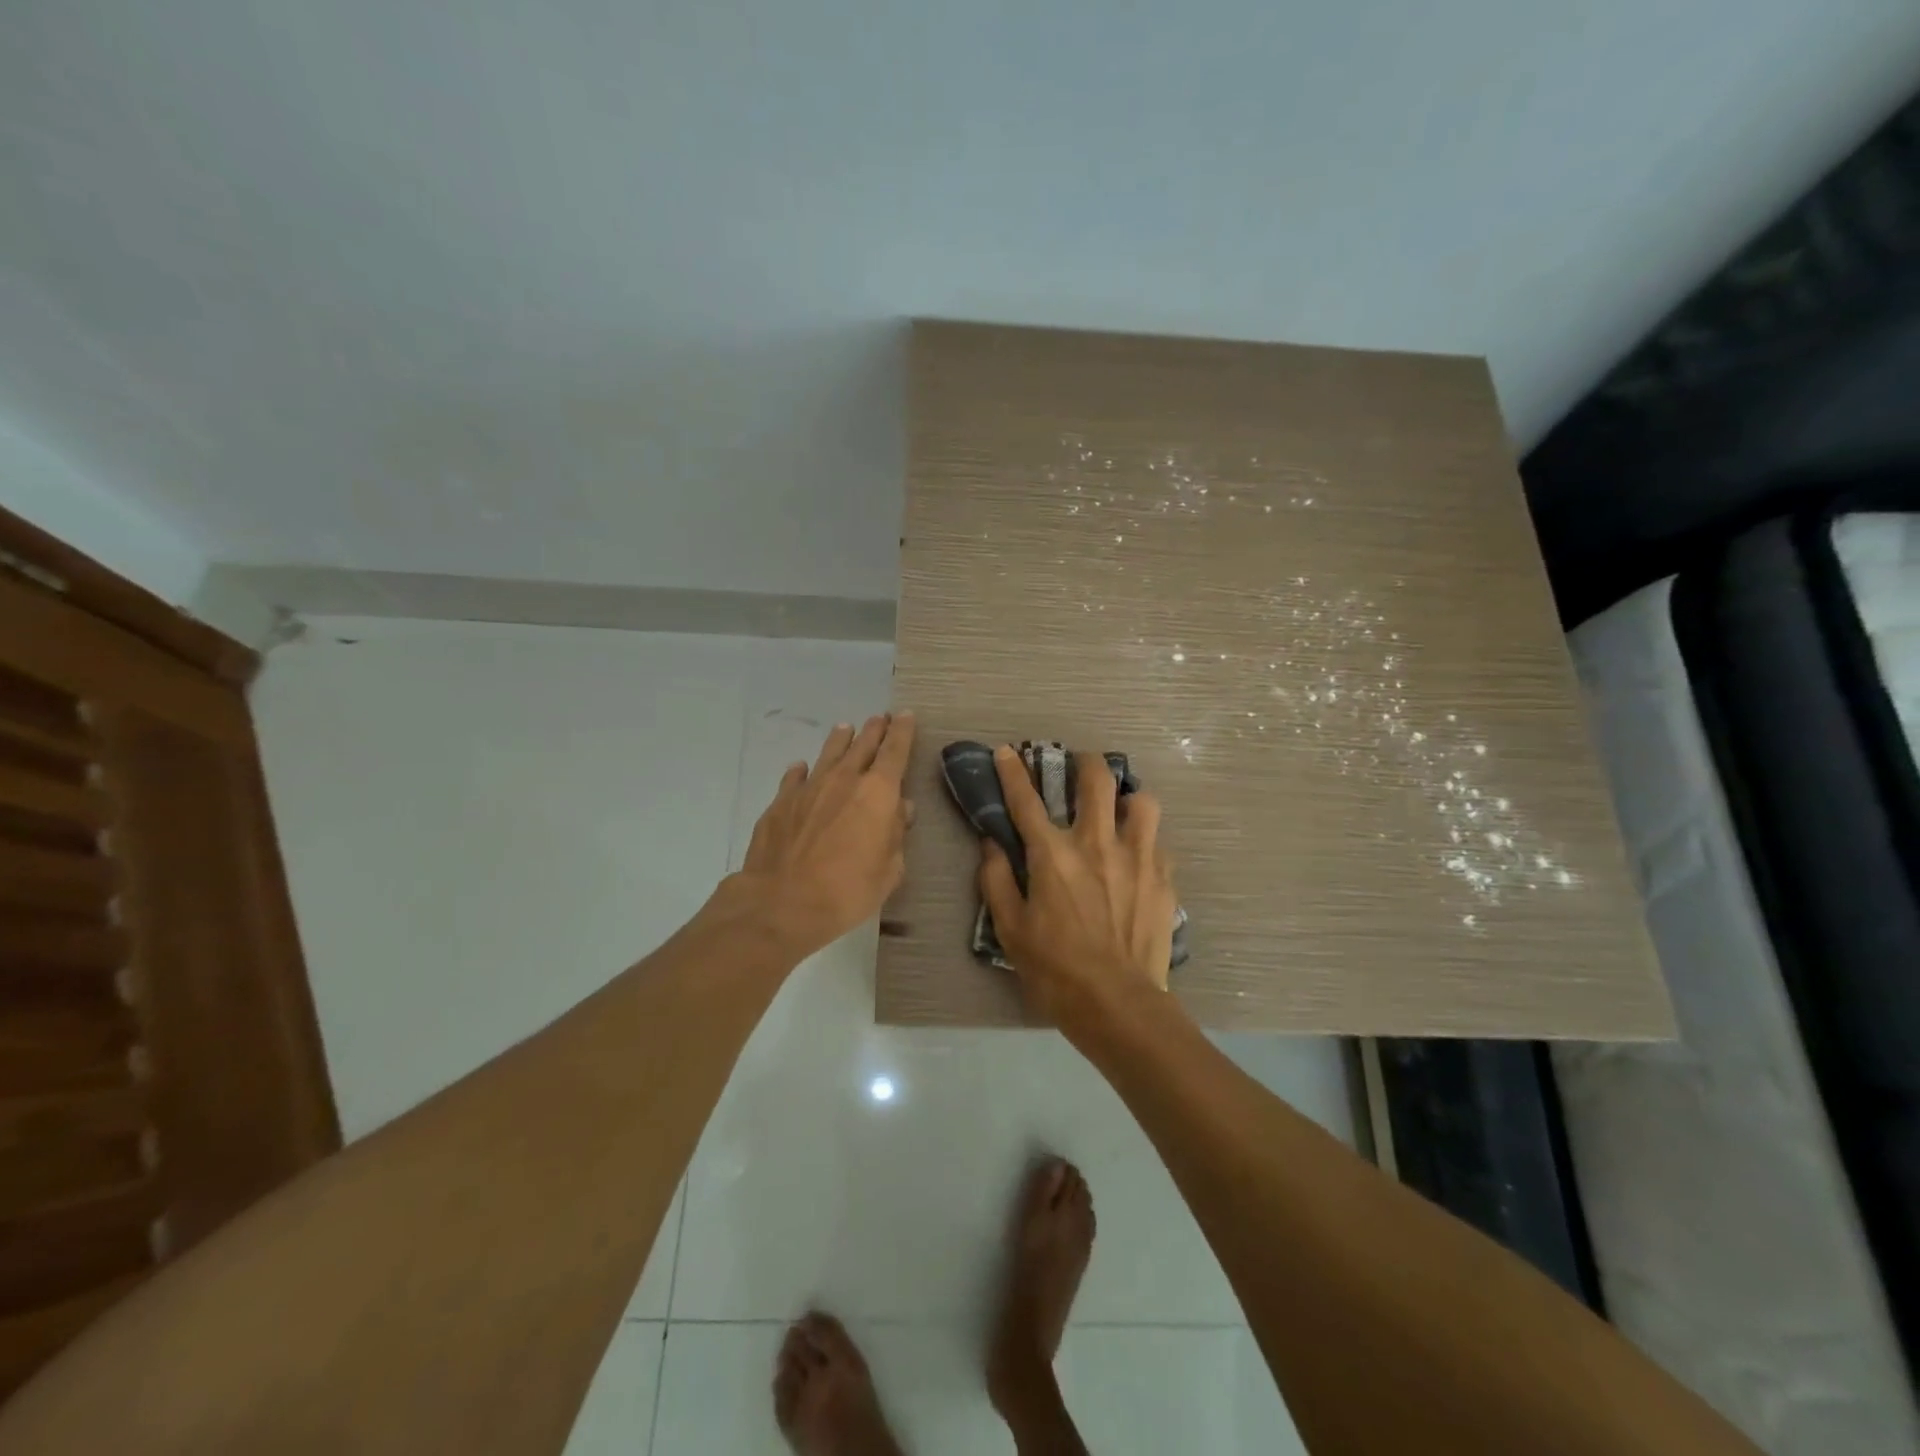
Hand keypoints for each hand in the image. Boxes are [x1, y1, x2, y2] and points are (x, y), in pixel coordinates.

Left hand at [734, 713, 916, 960]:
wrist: (782, 902)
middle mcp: (844, 780)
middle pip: (863, 745)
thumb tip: (900, 809)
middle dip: (874, 730)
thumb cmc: (847, 891)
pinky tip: (801, 767)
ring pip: (829, 754)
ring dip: (841, 740)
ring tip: (846, 728)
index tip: (905, 715)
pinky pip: (795, 777)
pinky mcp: (781, 802)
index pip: (895, 751)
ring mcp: (809, 788)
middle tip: (880, 718)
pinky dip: (803, 770)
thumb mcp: (889, 870)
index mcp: (878, 793)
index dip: (902, 731)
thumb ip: (896, 835)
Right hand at [977, 745, 1176, 1031]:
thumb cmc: (1056, 969)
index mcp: (1053, 855)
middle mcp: (1097, 843)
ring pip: (1142, 800)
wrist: (1118, 1005)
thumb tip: (991, 845)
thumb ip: (996, 880)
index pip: (1026, 800)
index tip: (1006, 751)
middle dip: (1085, 762)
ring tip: (1120, 810)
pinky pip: (1158, 841)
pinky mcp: (1163, 878)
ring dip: (1127, 798)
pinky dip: (1145, 840)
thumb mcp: (1010, 929)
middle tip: (1079, 767)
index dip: (1012, 772)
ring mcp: (1137, 857)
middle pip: (1097, 779)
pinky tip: (1137, 857)